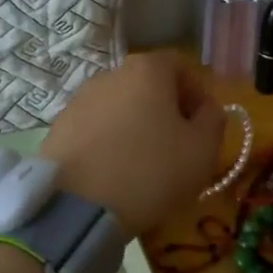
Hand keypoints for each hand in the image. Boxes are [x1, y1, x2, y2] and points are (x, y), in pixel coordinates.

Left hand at [41, 52, 226, 236]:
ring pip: (120, 107)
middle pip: (148, 85)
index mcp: (148, 70)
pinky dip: (109, 143)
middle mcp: (111, 74)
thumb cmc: (151, 171)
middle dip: (166, 110)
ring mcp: (79, 100)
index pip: (181, 66)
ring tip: (143, 165)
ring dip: (136, 127)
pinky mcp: (59, 127)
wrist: (76, 207)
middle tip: (177, 147)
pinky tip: (114, 173)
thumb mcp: (202, 150)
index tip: (203, 125)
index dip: (197, 93)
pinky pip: (96, 128)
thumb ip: (214, 120)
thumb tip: (207, 109)